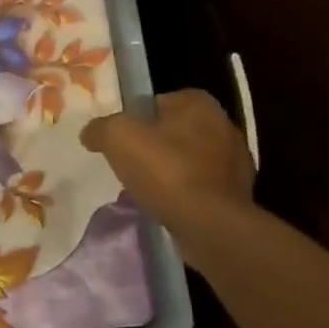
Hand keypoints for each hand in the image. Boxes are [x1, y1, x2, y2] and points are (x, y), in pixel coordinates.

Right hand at [81, 90, 255, 262]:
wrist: (210, 224)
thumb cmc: (166, 171)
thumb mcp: (117, 137)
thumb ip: (100, 128)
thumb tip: (92, 133)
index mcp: (198, 104)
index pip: (156, 103)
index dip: (134, 120)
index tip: (120, 141)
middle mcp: (224, 125)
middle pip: (173, 132)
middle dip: (152, 146)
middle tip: (128, 165)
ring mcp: (235, 161)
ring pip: (187, 160)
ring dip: (168, 171)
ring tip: (145, 189)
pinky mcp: (237, 192)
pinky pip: (199, 185)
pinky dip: (183, 192)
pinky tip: (166, 205)